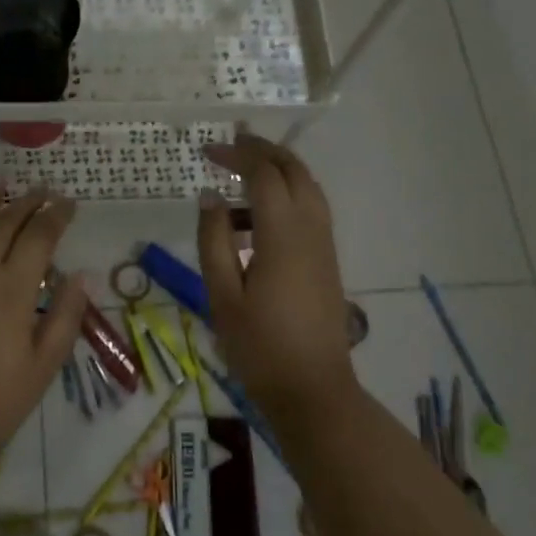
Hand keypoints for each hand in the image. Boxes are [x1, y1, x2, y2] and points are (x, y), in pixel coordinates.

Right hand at [198, 135, 357, 420]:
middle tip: (231, 146)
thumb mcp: (222, 295)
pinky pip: (310, 210)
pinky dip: (286, 196)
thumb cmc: (259, 346)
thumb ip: (213, 241)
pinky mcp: (327, 260)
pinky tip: (255, 220)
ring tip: (239, 179)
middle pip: (294, 170)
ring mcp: (324, 244)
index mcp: (283, 235)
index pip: (264, 175)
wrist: (314, 389)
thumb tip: (209, 197)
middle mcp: (311, 229)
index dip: (237, 156)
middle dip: (263, 151)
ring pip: (307, 188)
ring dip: (277, 171)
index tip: (208, 151)